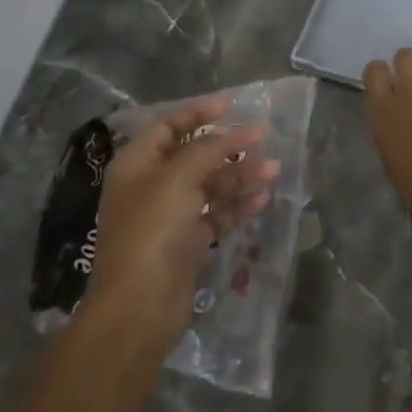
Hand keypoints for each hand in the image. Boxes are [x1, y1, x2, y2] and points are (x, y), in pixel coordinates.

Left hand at [77, 93, 277, 358]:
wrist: (139, 308)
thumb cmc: (152, 232)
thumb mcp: (178, 179)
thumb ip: (209, 149)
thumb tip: (239, 131)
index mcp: (137, 165)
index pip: (168, 126)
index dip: (198, 112)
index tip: (232, 103)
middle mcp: (151, 186)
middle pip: (194, 155)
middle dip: (228, 146)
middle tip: (263, 139)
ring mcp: (169, 217)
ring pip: (209, 186)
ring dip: (240, 176)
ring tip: (273, 172)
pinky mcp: (186, 243)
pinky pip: (216, 215)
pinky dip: (237, 206)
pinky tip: (262, 200)